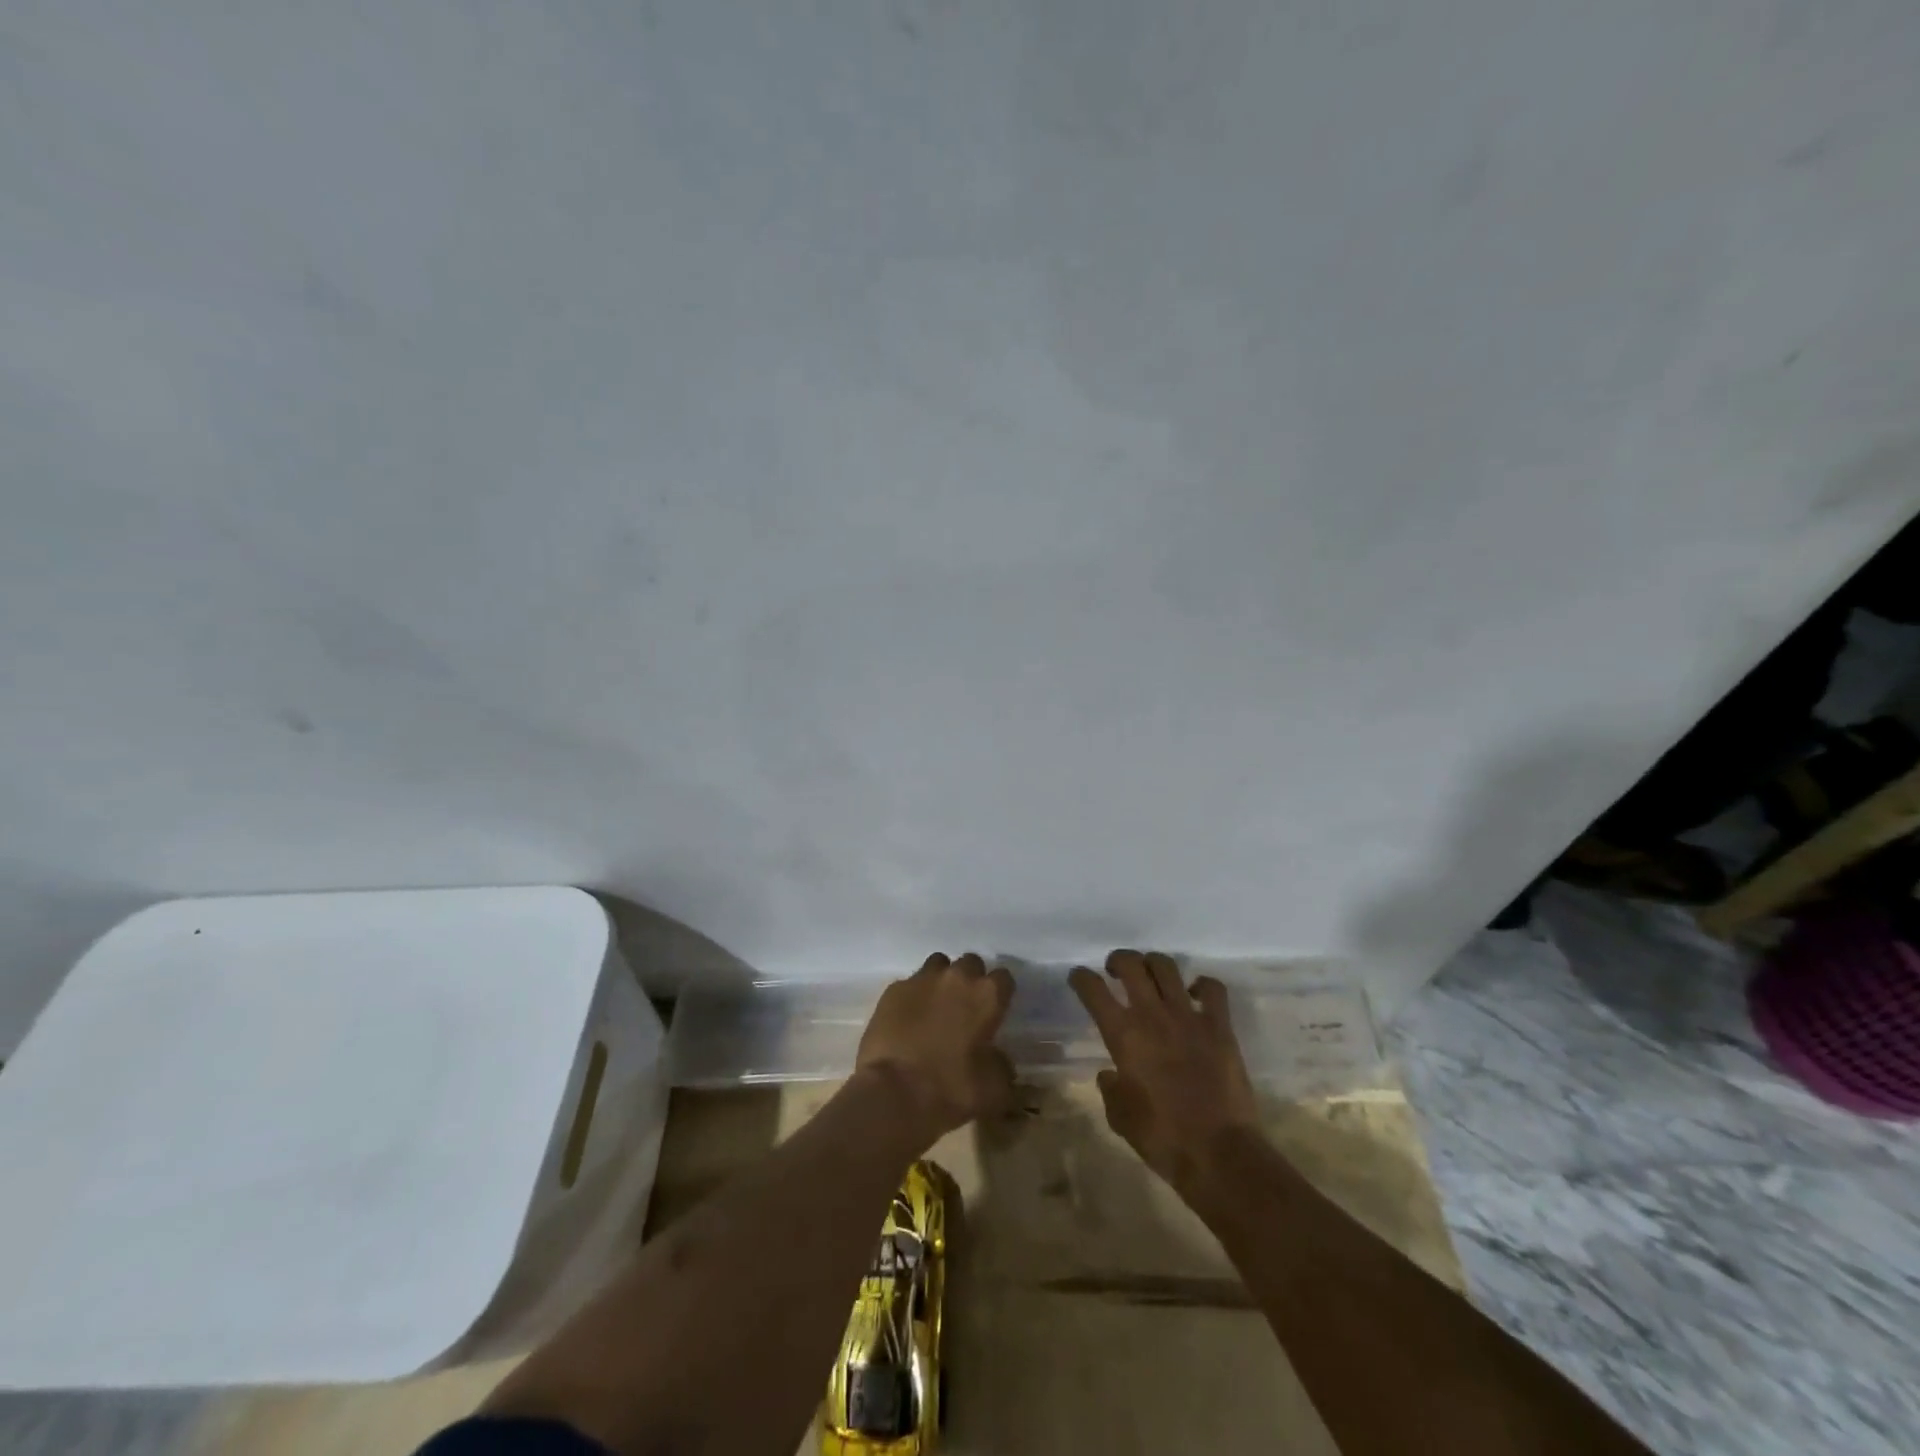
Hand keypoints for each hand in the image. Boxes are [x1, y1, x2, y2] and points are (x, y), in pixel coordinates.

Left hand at [857, 952, 1016, 1147]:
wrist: (893, 1094)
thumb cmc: (951, 1090)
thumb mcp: (993, 1089)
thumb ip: (1001, 1066)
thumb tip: (997, 1059)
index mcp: (986, 996)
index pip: (1004, 977)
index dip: (1000, 993)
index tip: (996, 1009)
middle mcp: (956, 977)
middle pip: (970, 963)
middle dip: (971, 980)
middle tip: (965, 1007)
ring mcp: (922, 979)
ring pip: (938, 965)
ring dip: (941, 980)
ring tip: (935, 1006)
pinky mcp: (893, 989)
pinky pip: (909, 984)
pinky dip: (912, 997)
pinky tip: (907, 1019)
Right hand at [1070, 950, 1259, 1193]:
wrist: (1219, 1153)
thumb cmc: (1162, 1138)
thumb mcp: (1120, 1117)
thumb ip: (1110, 1088)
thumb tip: (1110, 1074)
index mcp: (1123, 1035)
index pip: (1093, 990)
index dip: (1081, 978)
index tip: (1078, 978)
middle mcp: (1152, 1015)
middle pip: (1131, 964)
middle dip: (1118, 960)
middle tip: (1115, 971)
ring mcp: (1189, 1016)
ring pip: (1166, 966)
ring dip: (1153, 964)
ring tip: (1151, 975)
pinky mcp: (1220, 1026)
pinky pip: (1212, 989)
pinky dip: (1202, 985)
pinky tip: (1196, 995)